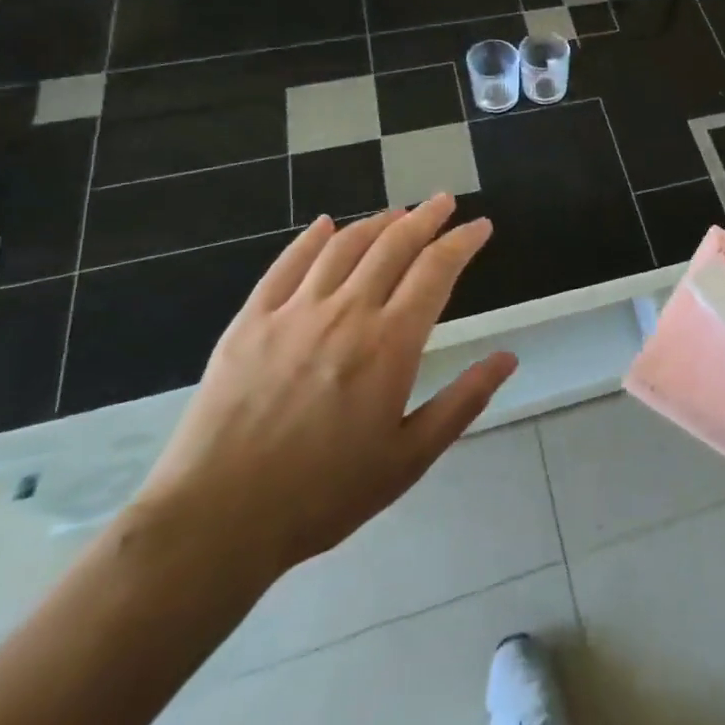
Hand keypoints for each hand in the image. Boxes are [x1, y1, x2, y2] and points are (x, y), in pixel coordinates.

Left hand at [130, 196, 514, 587]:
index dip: (463, 241)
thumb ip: (463, 401)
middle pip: (393, 244)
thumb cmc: (324, 495)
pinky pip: (286, 264)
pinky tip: (325, 225)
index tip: (480, 226)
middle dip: (425, 216)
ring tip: (397, 213)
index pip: (436, 270)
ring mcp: (293, 313)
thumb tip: (508, 357)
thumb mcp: (410, 458)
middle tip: (443, 201)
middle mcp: (346, 313)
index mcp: (390, 344)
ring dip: (376, 222)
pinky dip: (311, 238)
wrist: (215, 522)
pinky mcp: (249, 322)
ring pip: (343, 246)